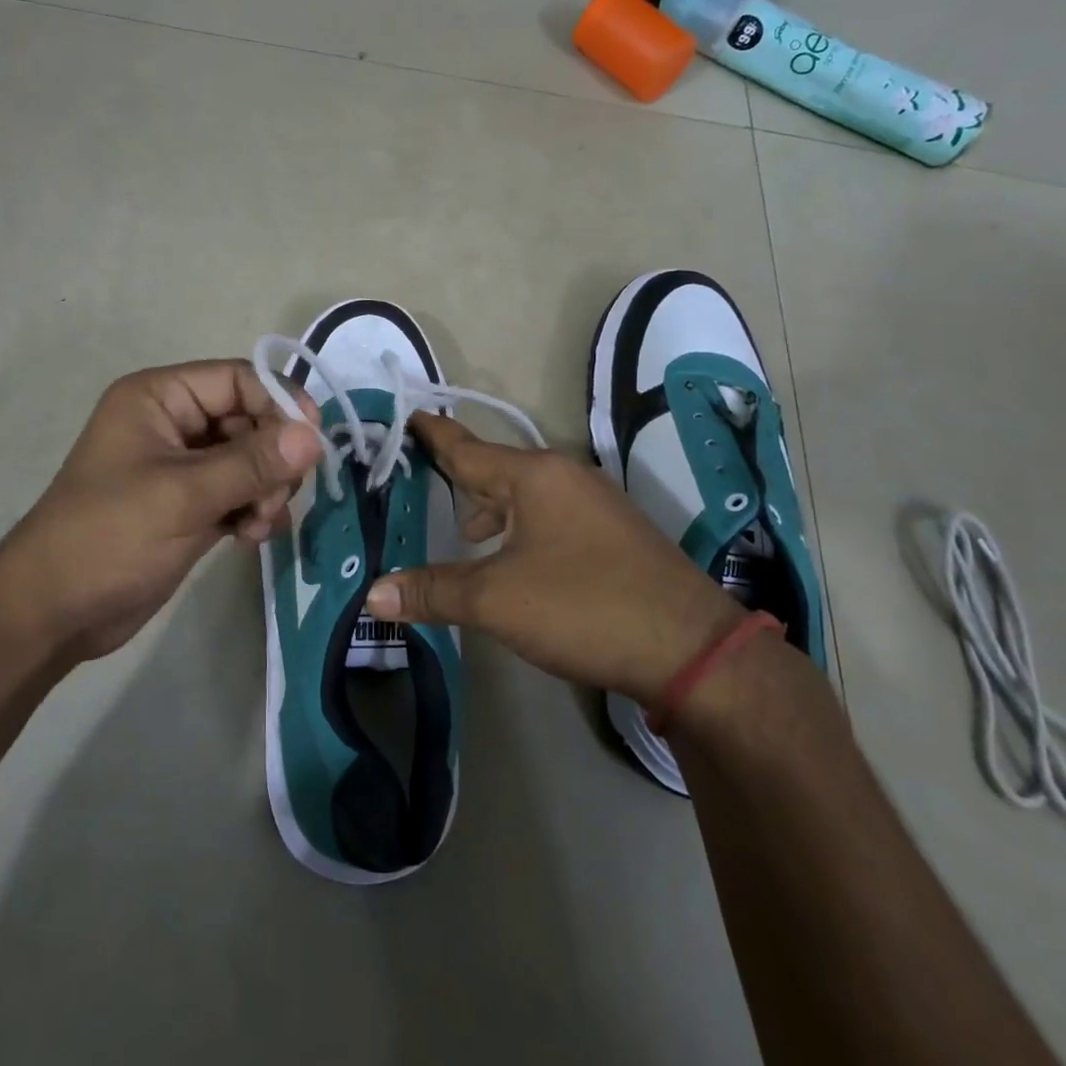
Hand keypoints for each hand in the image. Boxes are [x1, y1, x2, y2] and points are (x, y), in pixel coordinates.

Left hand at [0, 361, 322, 664]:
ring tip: (259, 525)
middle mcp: (173, 423)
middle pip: (250, 420)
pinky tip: (252, 538)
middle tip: (276, 498)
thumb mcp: (184, 495)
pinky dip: (253, 510)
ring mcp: (182, 467)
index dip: (280, 402)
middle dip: (272, 458)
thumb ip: (252, 463)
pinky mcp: (189, 505)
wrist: (53, 613)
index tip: (312, 442)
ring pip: (250, 460)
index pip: (238, 379)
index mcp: (160, 398)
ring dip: (265, 489)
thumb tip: (315, 436)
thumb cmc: (109, 537)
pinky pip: (239, 492)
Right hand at [364, 413, 739, 705]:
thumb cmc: (584, 607)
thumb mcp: (497, 600)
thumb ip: (434, 591)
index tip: (410, 415)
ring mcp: (596, 504)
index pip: (468, 447)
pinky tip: (516, 561)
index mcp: (535, 476)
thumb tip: (373, 594)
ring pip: (526, 497)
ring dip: (492, 511)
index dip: (434, 435)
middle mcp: (566, 477)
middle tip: (422, 488)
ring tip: (465, 535)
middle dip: (460, 480)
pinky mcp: (615, 535)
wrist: (691, 650)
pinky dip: (522, 529)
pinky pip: (551, 517)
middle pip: (497, 471)